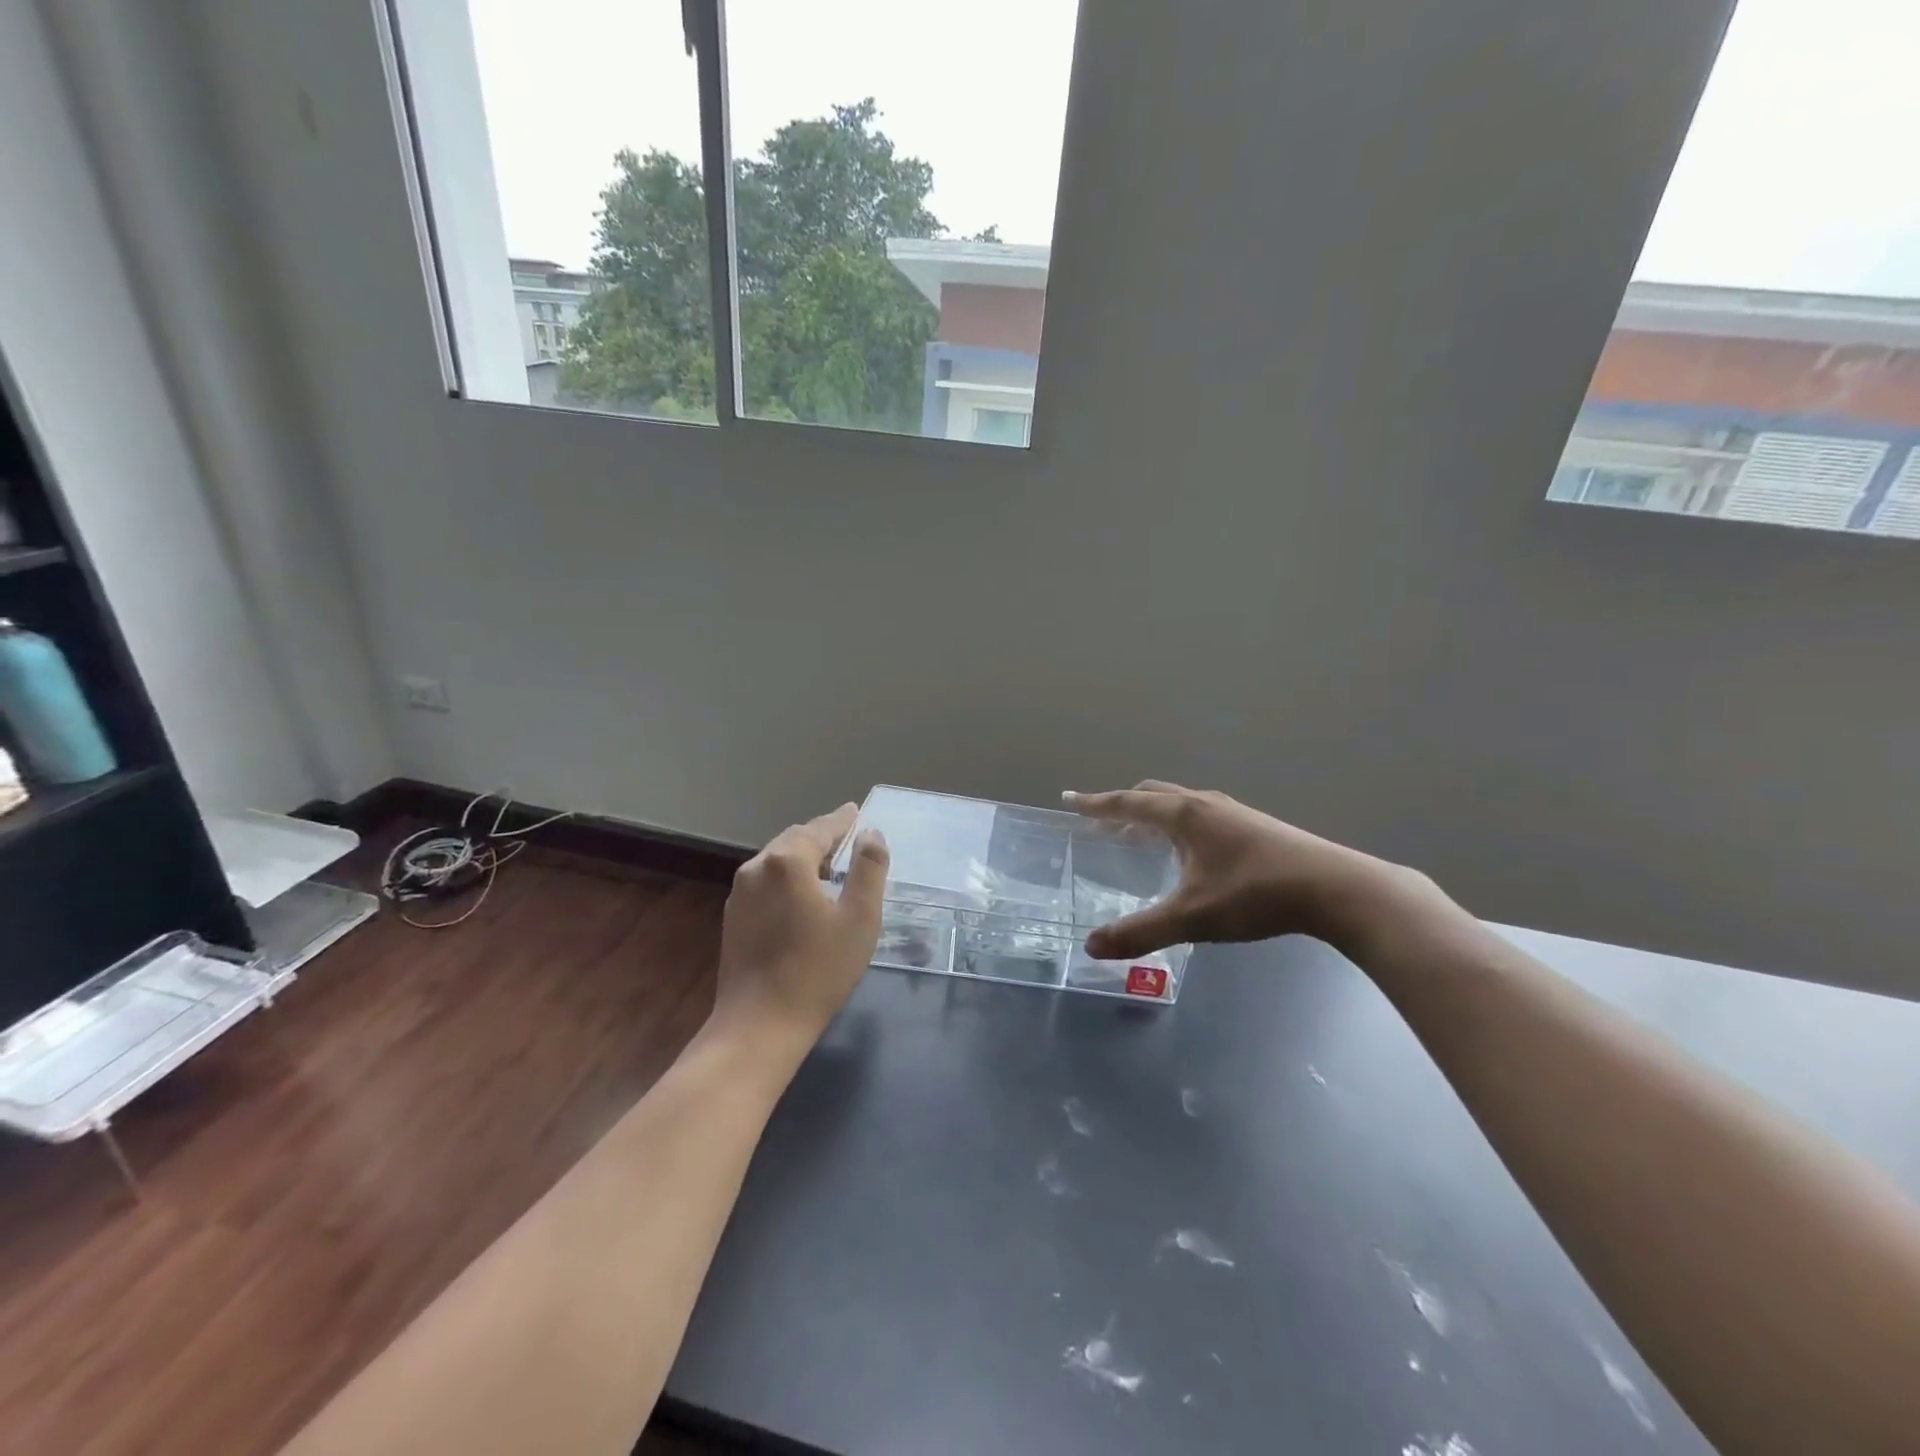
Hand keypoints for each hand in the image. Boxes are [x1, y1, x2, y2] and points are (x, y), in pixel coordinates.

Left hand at [711, 804, 889, 1053]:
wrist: (760, 1024)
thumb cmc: (819, 969)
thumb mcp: (860, 918)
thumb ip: (868, 869)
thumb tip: (871, 834)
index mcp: (787, 861)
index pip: (821, 828)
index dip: (842, 820)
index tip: (857, 812)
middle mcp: (757, 867)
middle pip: (795, 840)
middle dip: (822, 836)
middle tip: (848, 838)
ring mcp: (739, 893)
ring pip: (777, 860)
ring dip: (804, 857)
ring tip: (830, 864)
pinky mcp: (733, 917)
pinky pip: (765, 882)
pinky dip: (787, 878)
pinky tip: (802, 895)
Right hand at [1064, 781, 1429, 958]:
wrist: (1334, 889)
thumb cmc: (1255, 894)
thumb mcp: (1192, 918)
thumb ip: (1140, 932)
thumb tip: (1092, 946)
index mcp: (1185, 815)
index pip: (1128, 803)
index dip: (1096, 803)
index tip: (1070, 799)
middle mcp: (1206, 805)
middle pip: (1154, 794)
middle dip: (1123, 805)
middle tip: (1102, 822)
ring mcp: (1234, 812)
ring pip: (1181, 803)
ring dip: (1153, 814)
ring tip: (1140, 835)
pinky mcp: (1255, 826)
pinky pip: (1201, 815)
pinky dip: (1178, 824)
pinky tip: (1190, 853)